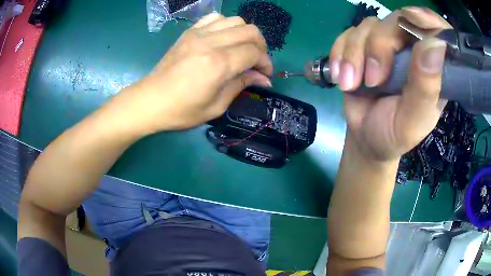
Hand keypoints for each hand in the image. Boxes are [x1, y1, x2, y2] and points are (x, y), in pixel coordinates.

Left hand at [111, 13, 272, 133]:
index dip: (265, 63)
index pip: (254, 52)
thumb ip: (241, 85)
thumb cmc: (181, 110)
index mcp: (218, 64)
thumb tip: (263, 79)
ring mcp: (198, 34)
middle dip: (261, 46)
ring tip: (242, 49)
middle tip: (256, 62)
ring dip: (245, 34)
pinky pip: (215, 18)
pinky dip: (227, 25)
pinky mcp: (189, 32)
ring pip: (236, 21)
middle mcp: (210, 43)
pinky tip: (224, 38)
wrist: (149, 101)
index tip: (264, 75)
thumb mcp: (216, 106)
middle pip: (250, 31)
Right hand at [330, 7, 451, 160]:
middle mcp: (411, 50)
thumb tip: (436, 45)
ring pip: (369, 26)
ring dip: (355, 54)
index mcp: (432, 68)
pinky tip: (341, 75)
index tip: (414, 19)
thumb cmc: (394, 134)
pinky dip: (340, 53)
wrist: (366, 138)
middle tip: (374, 79)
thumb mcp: (413, 120)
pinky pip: (348, 34)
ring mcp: (387, 45)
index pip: (437, 32)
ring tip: (351, 84)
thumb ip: (426, 87)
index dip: (428, 20)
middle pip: (397, 21)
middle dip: (379, 46)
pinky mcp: (363, 45)